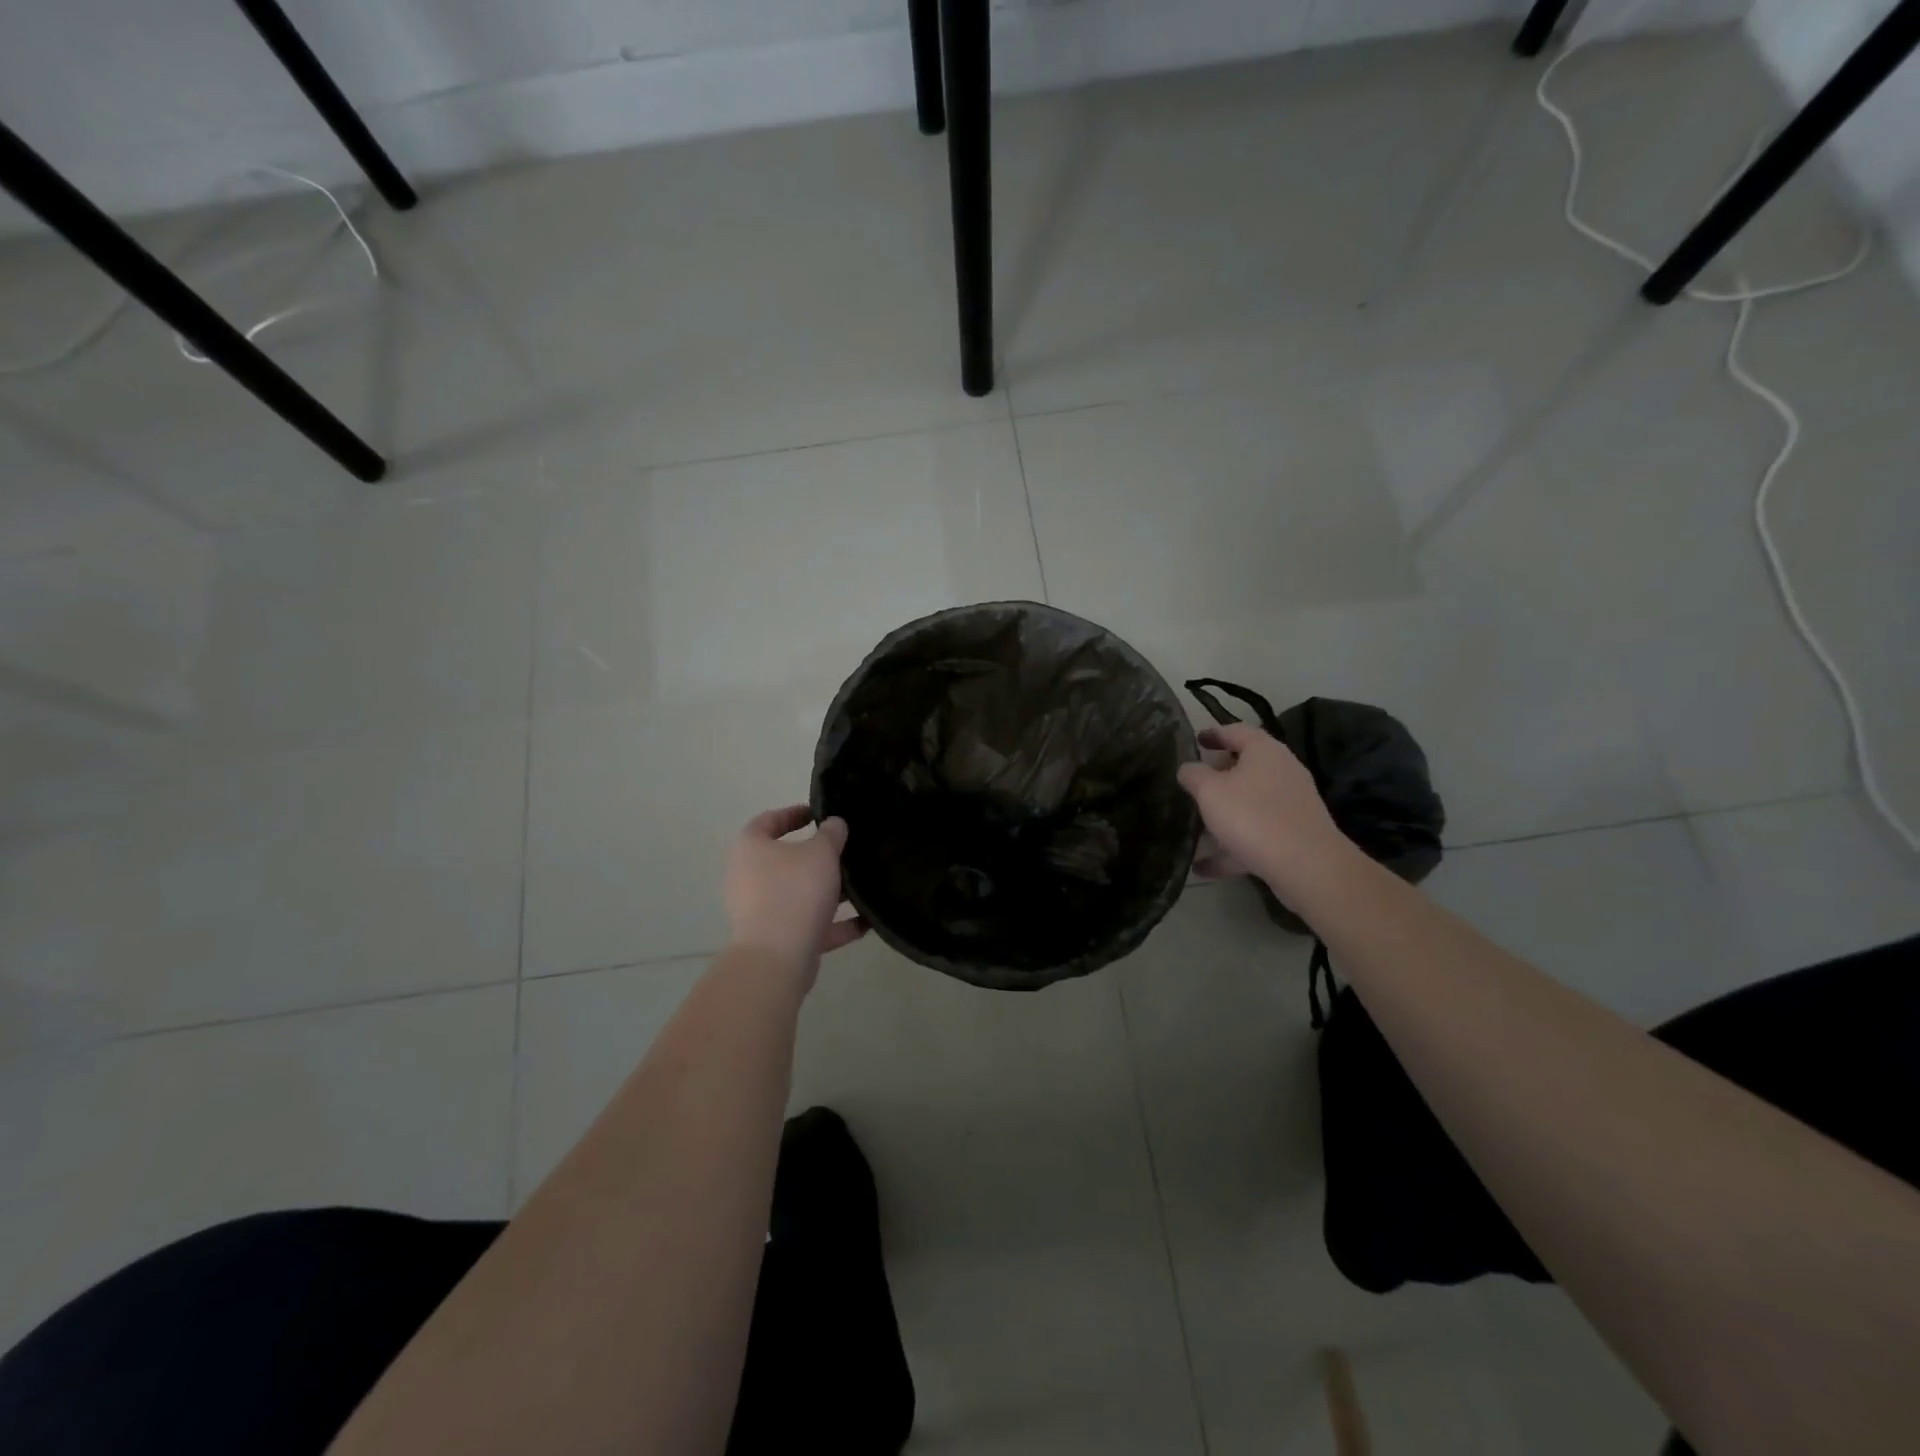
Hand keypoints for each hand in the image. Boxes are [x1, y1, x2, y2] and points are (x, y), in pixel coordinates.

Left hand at [725, 805, 865, 976]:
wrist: (777, 957)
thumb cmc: (795, 891)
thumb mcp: (821, 852)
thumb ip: (831, 834)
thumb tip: (834, 824)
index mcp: (751, 848)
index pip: (768, 821)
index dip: (793, 813)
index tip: (819, 814)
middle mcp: (749, 877)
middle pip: (786, 860)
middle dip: (818, 857)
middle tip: (846, 850)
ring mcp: (760, 911)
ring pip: (799, 894)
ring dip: (829, 892)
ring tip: (862, 886)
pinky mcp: (776, 939)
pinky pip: (810, 924)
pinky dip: (835, 923)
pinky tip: (866, 921)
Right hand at [1177, 724, 1347, 888]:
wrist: (1306, 865)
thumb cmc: (1252, 815)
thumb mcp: (1209, 791)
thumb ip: (1193, 775)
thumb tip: (1188, 768)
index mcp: (1264, 751)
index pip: (1237, 730)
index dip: (1214, 733)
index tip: (1196, 740)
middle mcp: (1283, 772)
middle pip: (1246, 766)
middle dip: (1218, 775)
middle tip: (1194, 783)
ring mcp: (1291, 805)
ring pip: (1250, 803)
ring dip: (1224, 814)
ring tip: (1195, 827)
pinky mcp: (1294, 835)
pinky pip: (1256, 834)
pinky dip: (1231, 847)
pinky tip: (1204, 866)